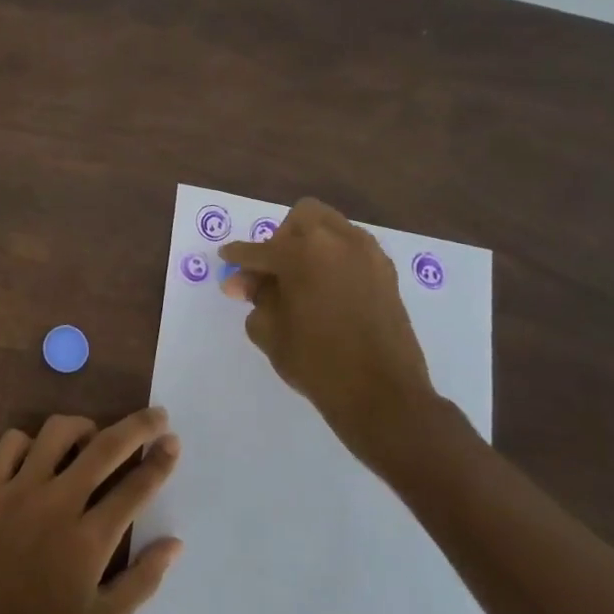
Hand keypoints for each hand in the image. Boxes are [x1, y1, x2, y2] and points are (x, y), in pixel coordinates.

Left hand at [0, 408, 182, 613]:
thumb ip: (142, 580)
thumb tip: (175, 543)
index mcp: (91, 539)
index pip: (136, 487)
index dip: (159, 460)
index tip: (173, 440)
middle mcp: (59, 503)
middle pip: (105, 447)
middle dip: (137, 426)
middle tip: (155, 415)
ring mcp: (20, 490)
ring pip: (57, 432)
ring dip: (82, 427)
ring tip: (90, 438)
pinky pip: (11, 443)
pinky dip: (29, 441)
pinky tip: (38, 456)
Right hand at [218, 198, 463, 478]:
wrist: (382, 395)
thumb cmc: (316, 362)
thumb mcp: (269, 330)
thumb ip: (256, 297)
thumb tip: (248, 283)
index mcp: (301, 252)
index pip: (258, 249)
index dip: (237, 257)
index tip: (227, 260)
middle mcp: (336, 241)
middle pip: (301, 218)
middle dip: (281, 238)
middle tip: (271, 271)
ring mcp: (367, 254)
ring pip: (331, 227)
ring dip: (310, 244)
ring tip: (300, 278)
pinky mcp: (386, 272)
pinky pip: (352, 249)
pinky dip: (334, 258)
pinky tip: (326, 288)